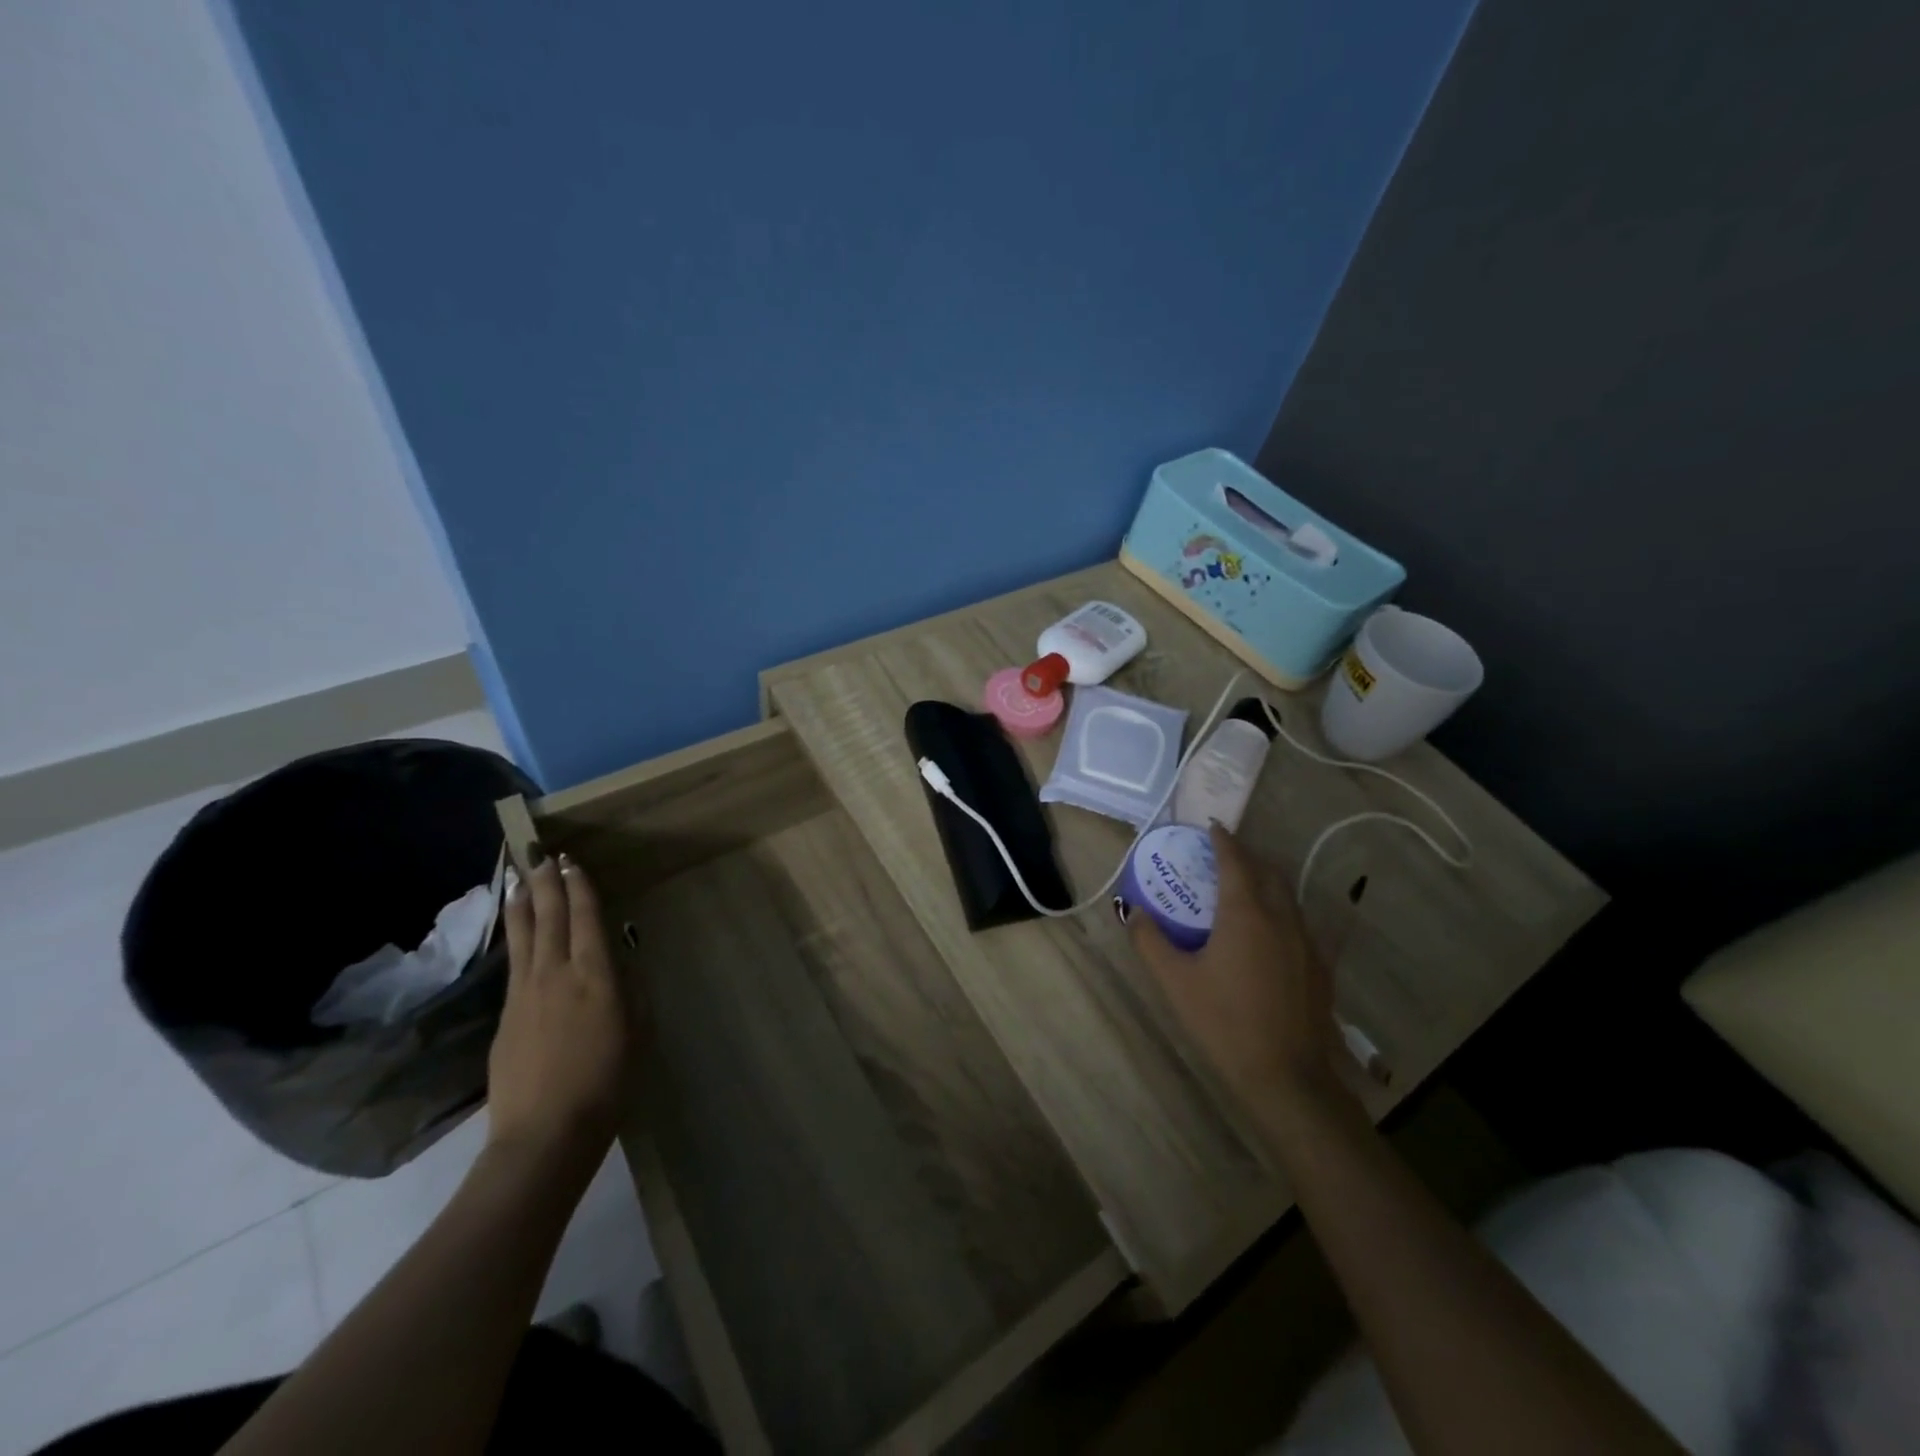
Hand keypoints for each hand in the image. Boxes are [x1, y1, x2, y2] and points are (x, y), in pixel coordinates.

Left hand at [489, 852, 630, 1166]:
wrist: (544, 1134)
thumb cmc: (607, 1083)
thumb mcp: (636, 1032)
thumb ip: (628, 992)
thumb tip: (618, 963)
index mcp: (595, 976)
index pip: (586, 919)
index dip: (580, 888)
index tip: (572, 862)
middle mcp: (556, 974)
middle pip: (550, 918)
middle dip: (548, 883)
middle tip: (542, 856)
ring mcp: (524, 994)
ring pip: (523, 936)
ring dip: (523, 903)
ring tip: (519, 878)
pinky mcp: (504, 1016)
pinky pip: (512, 962)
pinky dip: (515, 936)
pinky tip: (516, 931)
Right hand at [1128, 823, 1346, 1111]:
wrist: (1286, 1076)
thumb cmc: (1224, 1022)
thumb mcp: (1175, 981)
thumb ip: (1150, 941)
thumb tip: (1133, 912)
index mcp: (1245, 913)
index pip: (1235, 861)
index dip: (1223, 840)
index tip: (1212, 826)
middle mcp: (1281, 917)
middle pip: (1268, 871)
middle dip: (1247, 856)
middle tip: (1224, 855)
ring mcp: (1306, 942)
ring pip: (1288, 895)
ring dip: (1266, 881)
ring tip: (1244, 886)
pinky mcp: (1319, 966)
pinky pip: (1300, 922)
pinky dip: (1281, 909)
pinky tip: (1270, 930)